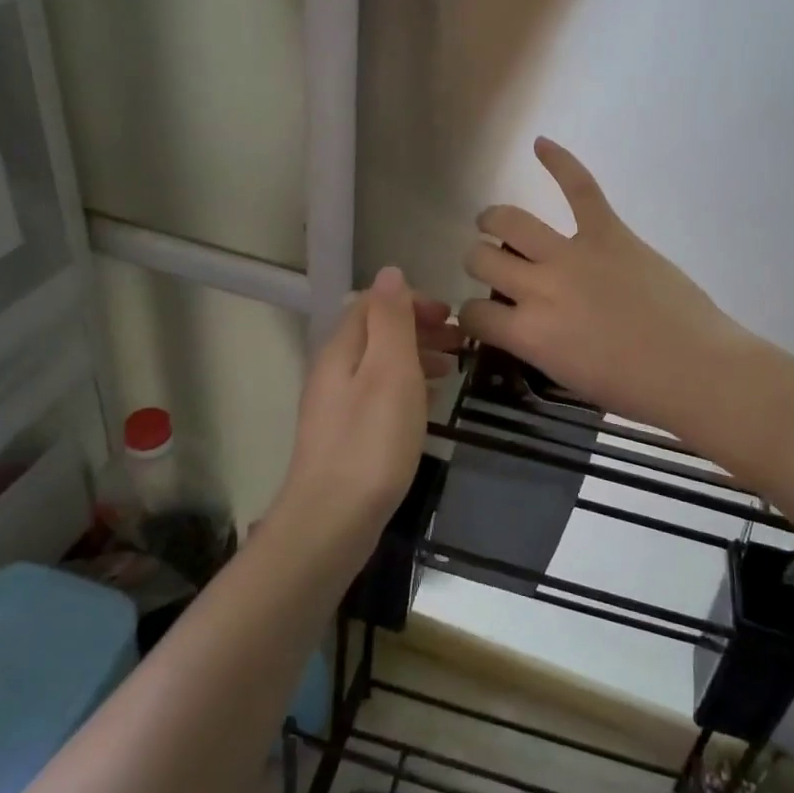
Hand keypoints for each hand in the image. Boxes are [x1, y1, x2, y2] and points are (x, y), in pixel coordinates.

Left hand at [274, 267, 457, 549]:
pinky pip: (379, 393)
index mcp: (342, 348)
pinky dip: (407, 385)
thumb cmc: (371, 440)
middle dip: (418, 328)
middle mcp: (334, 370)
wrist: (333, 520)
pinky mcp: (346, 434)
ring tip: (453, 368)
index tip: (451, 316)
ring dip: (416, 356)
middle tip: (460, 342)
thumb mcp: (389, 370)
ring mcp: (337, 405)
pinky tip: (427, 402)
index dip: (412, 301)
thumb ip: (390, 319)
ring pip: (380, 363)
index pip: (374, 303)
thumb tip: (390, 273)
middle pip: (376, 332)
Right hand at [458, 139, 755, 435]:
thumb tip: (523, 321)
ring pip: (511, 221)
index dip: (471, 315)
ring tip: (492, 221)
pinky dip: (560, 162)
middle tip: (491, 265)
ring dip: (494, 220)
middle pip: (482, 259)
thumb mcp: (565, 375)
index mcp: (527, 332)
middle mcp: (538, 287)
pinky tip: (540, 143)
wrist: (694, 369)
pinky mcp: (609, 233)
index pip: (472, 313)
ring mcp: (572, 254)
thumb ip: (535, 343)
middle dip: (478, 262)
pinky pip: (580, 188)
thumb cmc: (633, 388)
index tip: (484, 316)